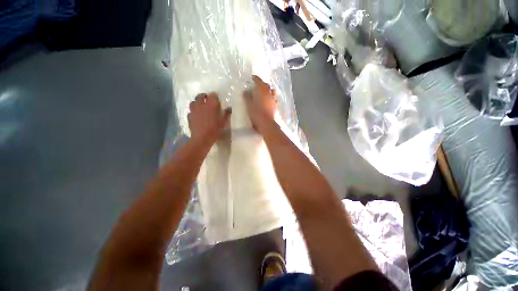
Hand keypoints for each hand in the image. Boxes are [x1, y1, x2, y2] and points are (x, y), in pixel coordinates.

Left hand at [188, 92, 230, 142]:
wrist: (202, 138)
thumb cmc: (215, 130)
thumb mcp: (223, 122)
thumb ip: (226, 114)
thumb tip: (229, 108)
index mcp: (211, 105)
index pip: (213, 95)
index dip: (215, 96)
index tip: (217, 98)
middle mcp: (201, 105)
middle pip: (200, 96)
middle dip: (204, 96)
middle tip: (207, 99)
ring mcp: (193, 110)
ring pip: (193, 102)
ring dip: (197, 102)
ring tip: (200, 106)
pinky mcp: (189, 116)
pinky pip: (191, 111)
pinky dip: (194, 111)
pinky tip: (196, 115)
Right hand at [243, 75, 276, 132]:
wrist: (266, 123)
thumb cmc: (256, 113)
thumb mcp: (249, 105)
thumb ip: (247, 97)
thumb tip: (246, 91)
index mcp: (262, 91)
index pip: (259, 82)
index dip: (256, 78)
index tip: (252, 77)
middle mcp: (269, 94)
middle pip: (267, 86)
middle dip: (262, 84)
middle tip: (257, 85)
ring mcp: (273, 100)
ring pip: (272, 92)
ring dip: (268, 90)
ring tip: (264, 92)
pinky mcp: (275, 106)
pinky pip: (274, 99)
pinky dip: (271, 97)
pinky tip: (269, 100)